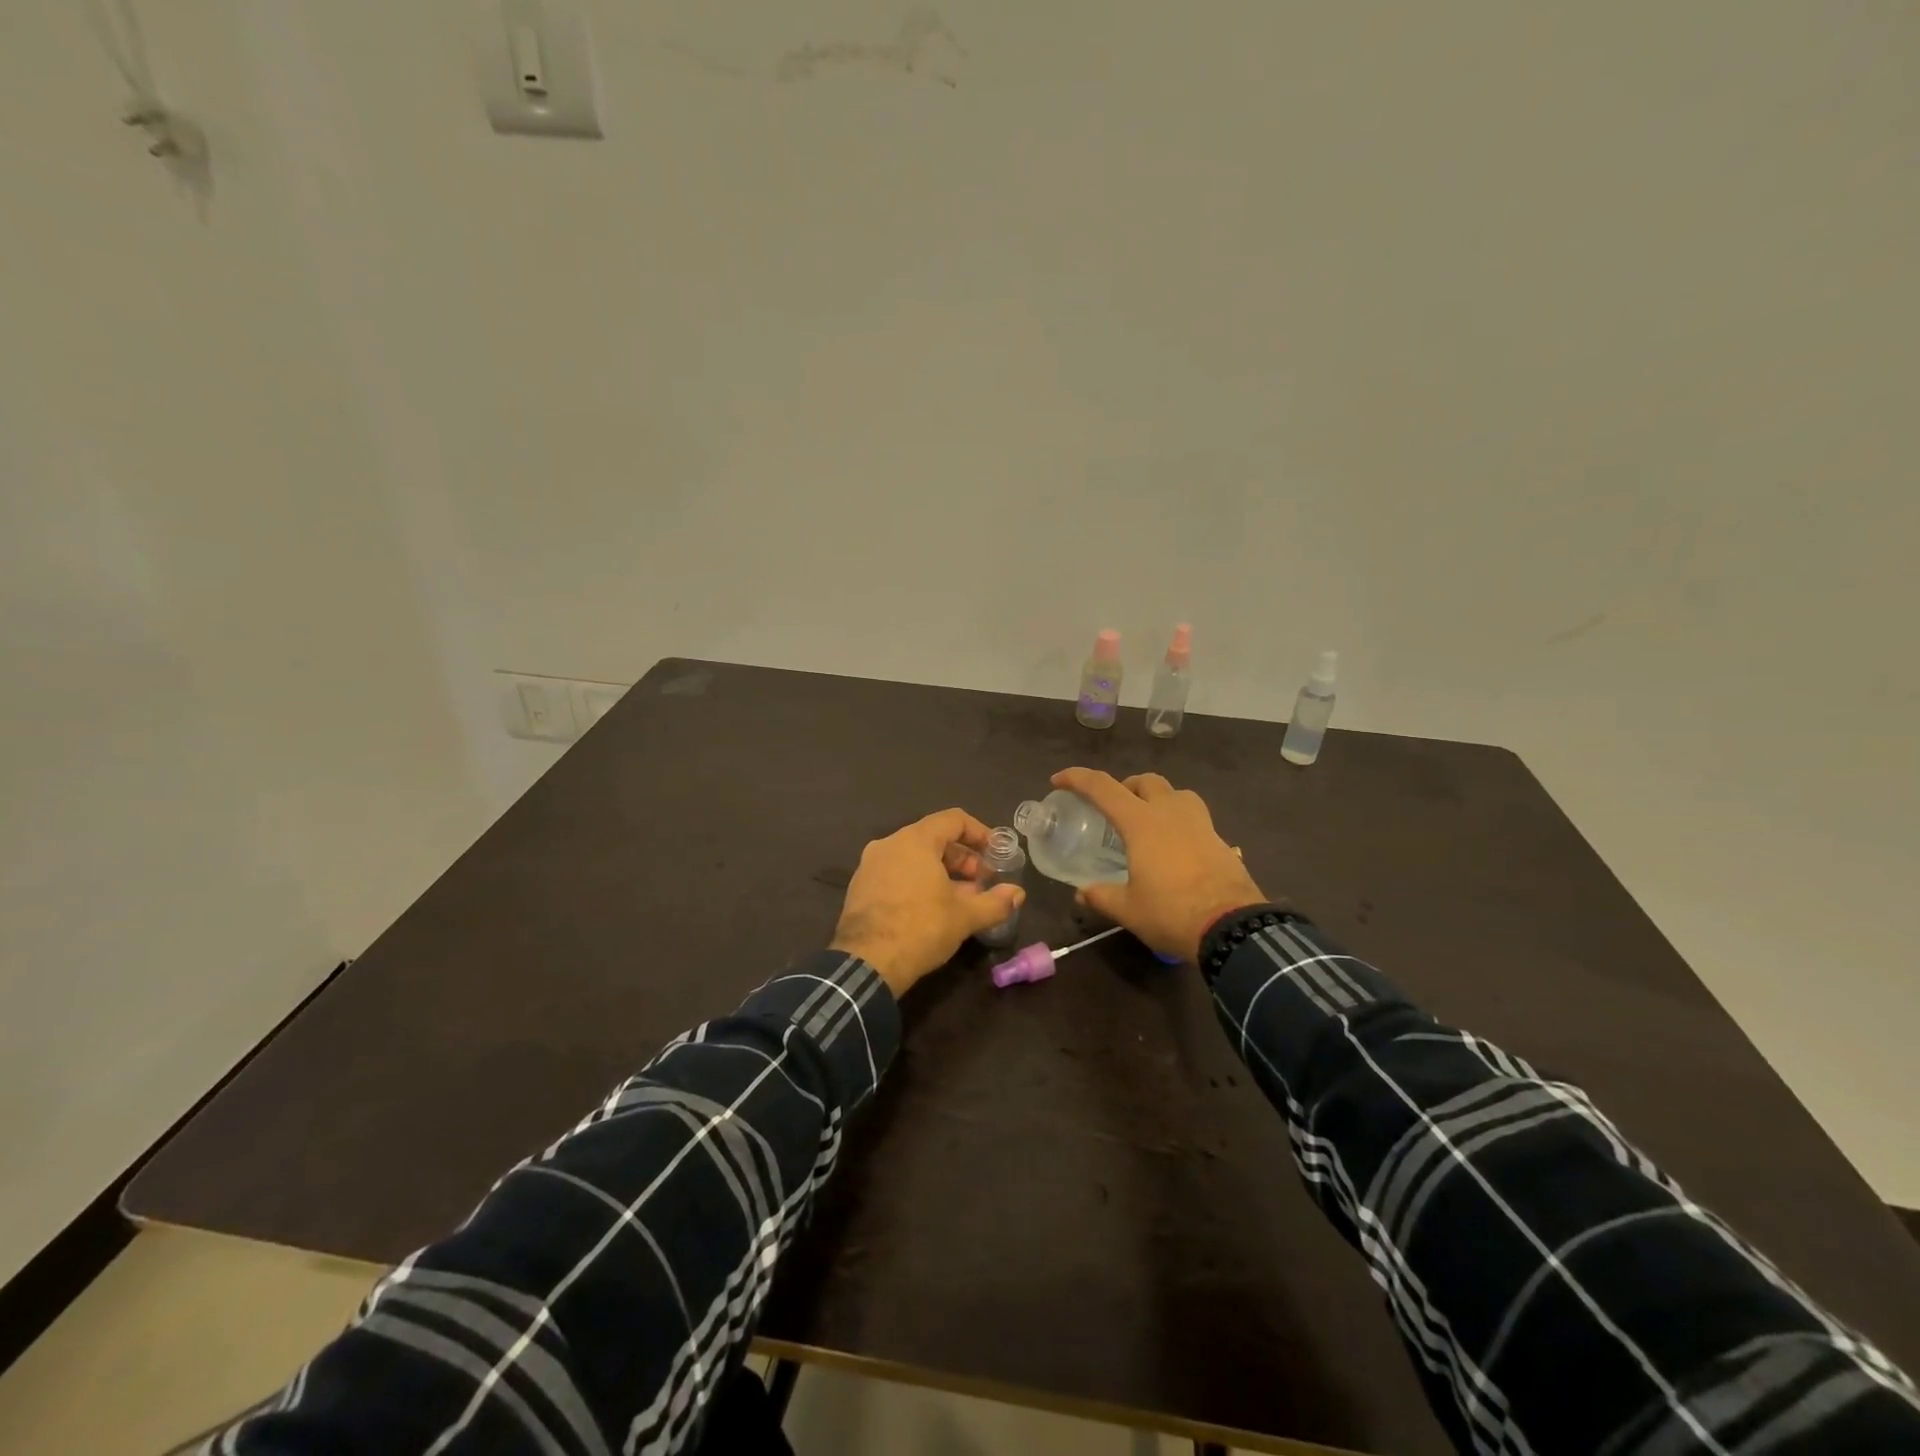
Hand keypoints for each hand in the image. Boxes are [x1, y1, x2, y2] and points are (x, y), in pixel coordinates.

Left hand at [830, 808, 1026, 997]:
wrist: (866, 963)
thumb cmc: (920, 928)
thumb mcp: (964, 917)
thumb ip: (995, 902)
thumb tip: (1018, 894)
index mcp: (915, 840)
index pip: (953, 820)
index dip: (980, 833)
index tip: (995, 854)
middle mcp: (889, 844)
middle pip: (933, 838)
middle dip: (963, 858)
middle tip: (982, 883)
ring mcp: (870, 865)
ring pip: (914, 858)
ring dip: (941, 873)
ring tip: (961, 899)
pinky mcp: (860, 888)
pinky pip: (896, 873)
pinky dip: (918, 882)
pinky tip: (931, 909)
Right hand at [1051, 768, 1268, 961]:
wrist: (1234, 929)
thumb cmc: (1172, 913)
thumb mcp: (1129, 909)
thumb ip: (1102, 896)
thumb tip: (1082, 893)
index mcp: (1141, 823)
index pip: (1102, 787)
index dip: (1077, 778)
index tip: (1058, 781)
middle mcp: (1170, 813)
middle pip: (1145, 781)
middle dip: (1125, 787)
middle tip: (1113, 808)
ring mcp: (1200, 824)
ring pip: (1176, 794)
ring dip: (1158, 798)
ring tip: (1148, 822)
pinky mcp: (1220, 840)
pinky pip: (1196, 817)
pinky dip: (1180, 822)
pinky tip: (1175, 849)